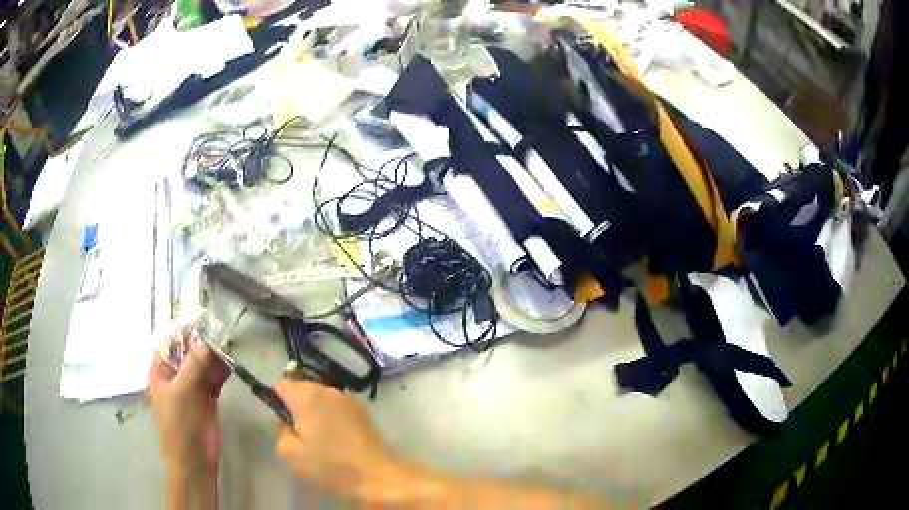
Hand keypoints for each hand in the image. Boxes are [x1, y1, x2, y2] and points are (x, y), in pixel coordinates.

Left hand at [148, 335, 230, 475]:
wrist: (195, 459)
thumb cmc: (180, 425)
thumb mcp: (183, 392)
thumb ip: (194, 364)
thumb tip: (208, 340)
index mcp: (161, 371)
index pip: (170, 343)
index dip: (184, 332)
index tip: (203, 322)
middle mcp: (175, 375)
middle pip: (189, 352)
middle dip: (203, 342)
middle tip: (221, 332)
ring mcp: (192, 387)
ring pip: (203, 364)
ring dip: (214, 355)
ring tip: (228, 344)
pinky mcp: (207, 397)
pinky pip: (214, 378)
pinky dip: (222, 370)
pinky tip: (231, 362)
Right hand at [274, 380, 395, 494]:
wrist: (375, 475)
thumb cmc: (330, 466)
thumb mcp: (291, 455)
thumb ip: (281, 432)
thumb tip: (287, 423)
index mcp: (307, 397)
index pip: (281, 384)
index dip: (276, 399)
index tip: (282, 419)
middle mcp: (327, 391)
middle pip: (301, 386)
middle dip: (296, 403)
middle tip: (299, 430)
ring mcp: (347, 398)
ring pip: (320, 395)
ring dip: (315, 408)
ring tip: (319, 434)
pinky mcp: (362, 409)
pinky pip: (337, 404)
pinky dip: (331, 413)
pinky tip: (337, 435)